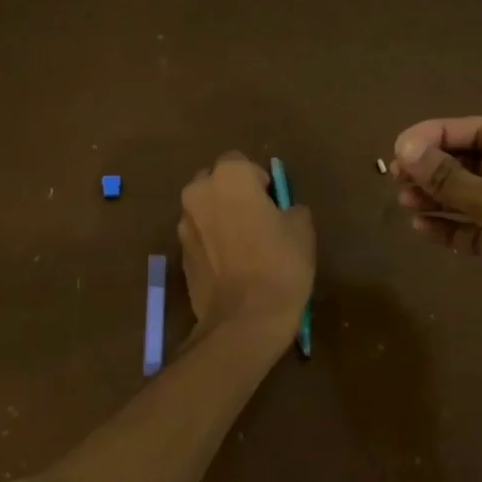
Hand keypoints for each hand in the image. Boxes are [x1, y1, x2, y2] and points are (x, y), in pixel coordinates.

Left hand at [178, 153, 314, 346]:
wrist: (244, 319)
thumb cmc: (279, 263)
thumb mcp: (302, 228)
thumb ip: (289, 208)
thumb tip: (282, 212)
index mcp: (228, 176)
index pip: (242, 163)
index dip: (259, 182)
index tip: (274, 205)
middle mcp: (198, 192)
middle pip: (215, 183)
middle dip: (233, 195)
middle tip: (258, 221)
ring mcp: (184, 224)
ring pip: (205, 210)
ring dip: (220, 219)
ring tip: (245, 247)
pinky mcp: (179, 254)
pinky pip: (199, 238)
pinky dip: (212, 244)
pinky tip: (232, 267)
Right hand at [392, 117, 481, 363]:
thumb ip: (450, 177)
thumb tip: (405, 149)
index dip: (439, 135)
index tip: (399, 148)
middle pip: (477, 162)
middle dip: (436, 169)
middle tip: (395, 177)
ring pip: (475, 197)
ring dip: (439, 197)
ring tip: (403, 201)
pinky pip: (480, 229)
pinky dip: (453, 226)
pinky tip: (423, 227)